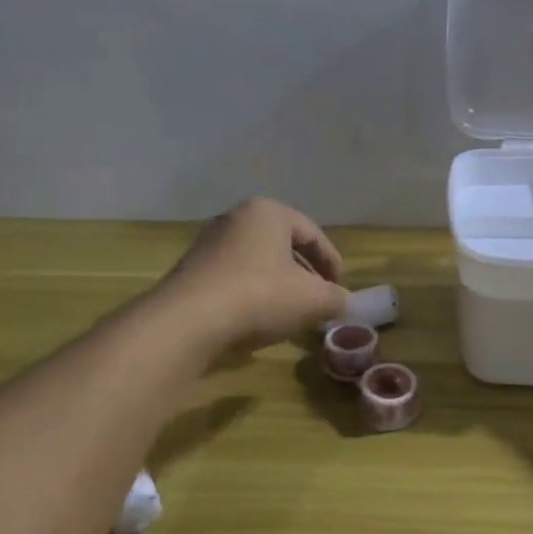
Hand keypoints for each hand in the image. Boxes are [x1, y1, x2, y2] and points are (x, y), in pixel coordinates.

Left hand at [159, 198, 348, 351]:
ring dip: (277, 284)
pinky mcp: (191, 270)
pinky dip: (251, 293)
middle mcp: (236, 218)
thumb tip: (344, 302)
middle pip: (282, 245)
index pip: (312, 233)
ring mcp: (209, 243)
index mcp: (268, 212)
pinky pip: (233, 277)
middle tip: (318, 297)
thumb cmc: (259, 295)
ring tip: (290, 312)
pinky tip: (257, 319)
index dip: (331, 261)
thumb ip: (335, 297)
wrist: (187, 321)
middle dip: (304, 272)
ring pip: (257, 261)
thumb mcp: (311, 299)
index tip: (340, 286)